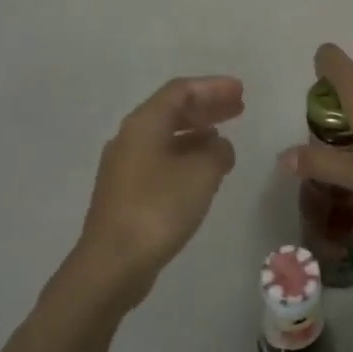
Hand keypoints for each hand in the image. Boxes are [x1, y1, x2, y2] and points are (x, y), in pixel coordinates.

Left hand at [68, 76, 243, 307]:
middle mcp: (130, 138)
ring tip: (224, 136)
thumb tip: (219, 146)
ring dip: (197, 132)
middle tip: (238, 107)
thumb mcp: (201, 173)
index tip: (240, 90)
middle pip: (172, 110)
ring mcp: (125, 166)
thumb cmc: (158, 209)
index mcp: (144, 124)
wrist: (112, 264)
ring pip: (166, 136)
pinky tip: (203, 168)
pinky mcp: (126, 191)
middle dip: (206, 107)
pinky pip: (161, 158)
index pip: (180, 91)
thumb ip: (218, 151)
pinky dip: (186, 154)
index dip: (213, 87)